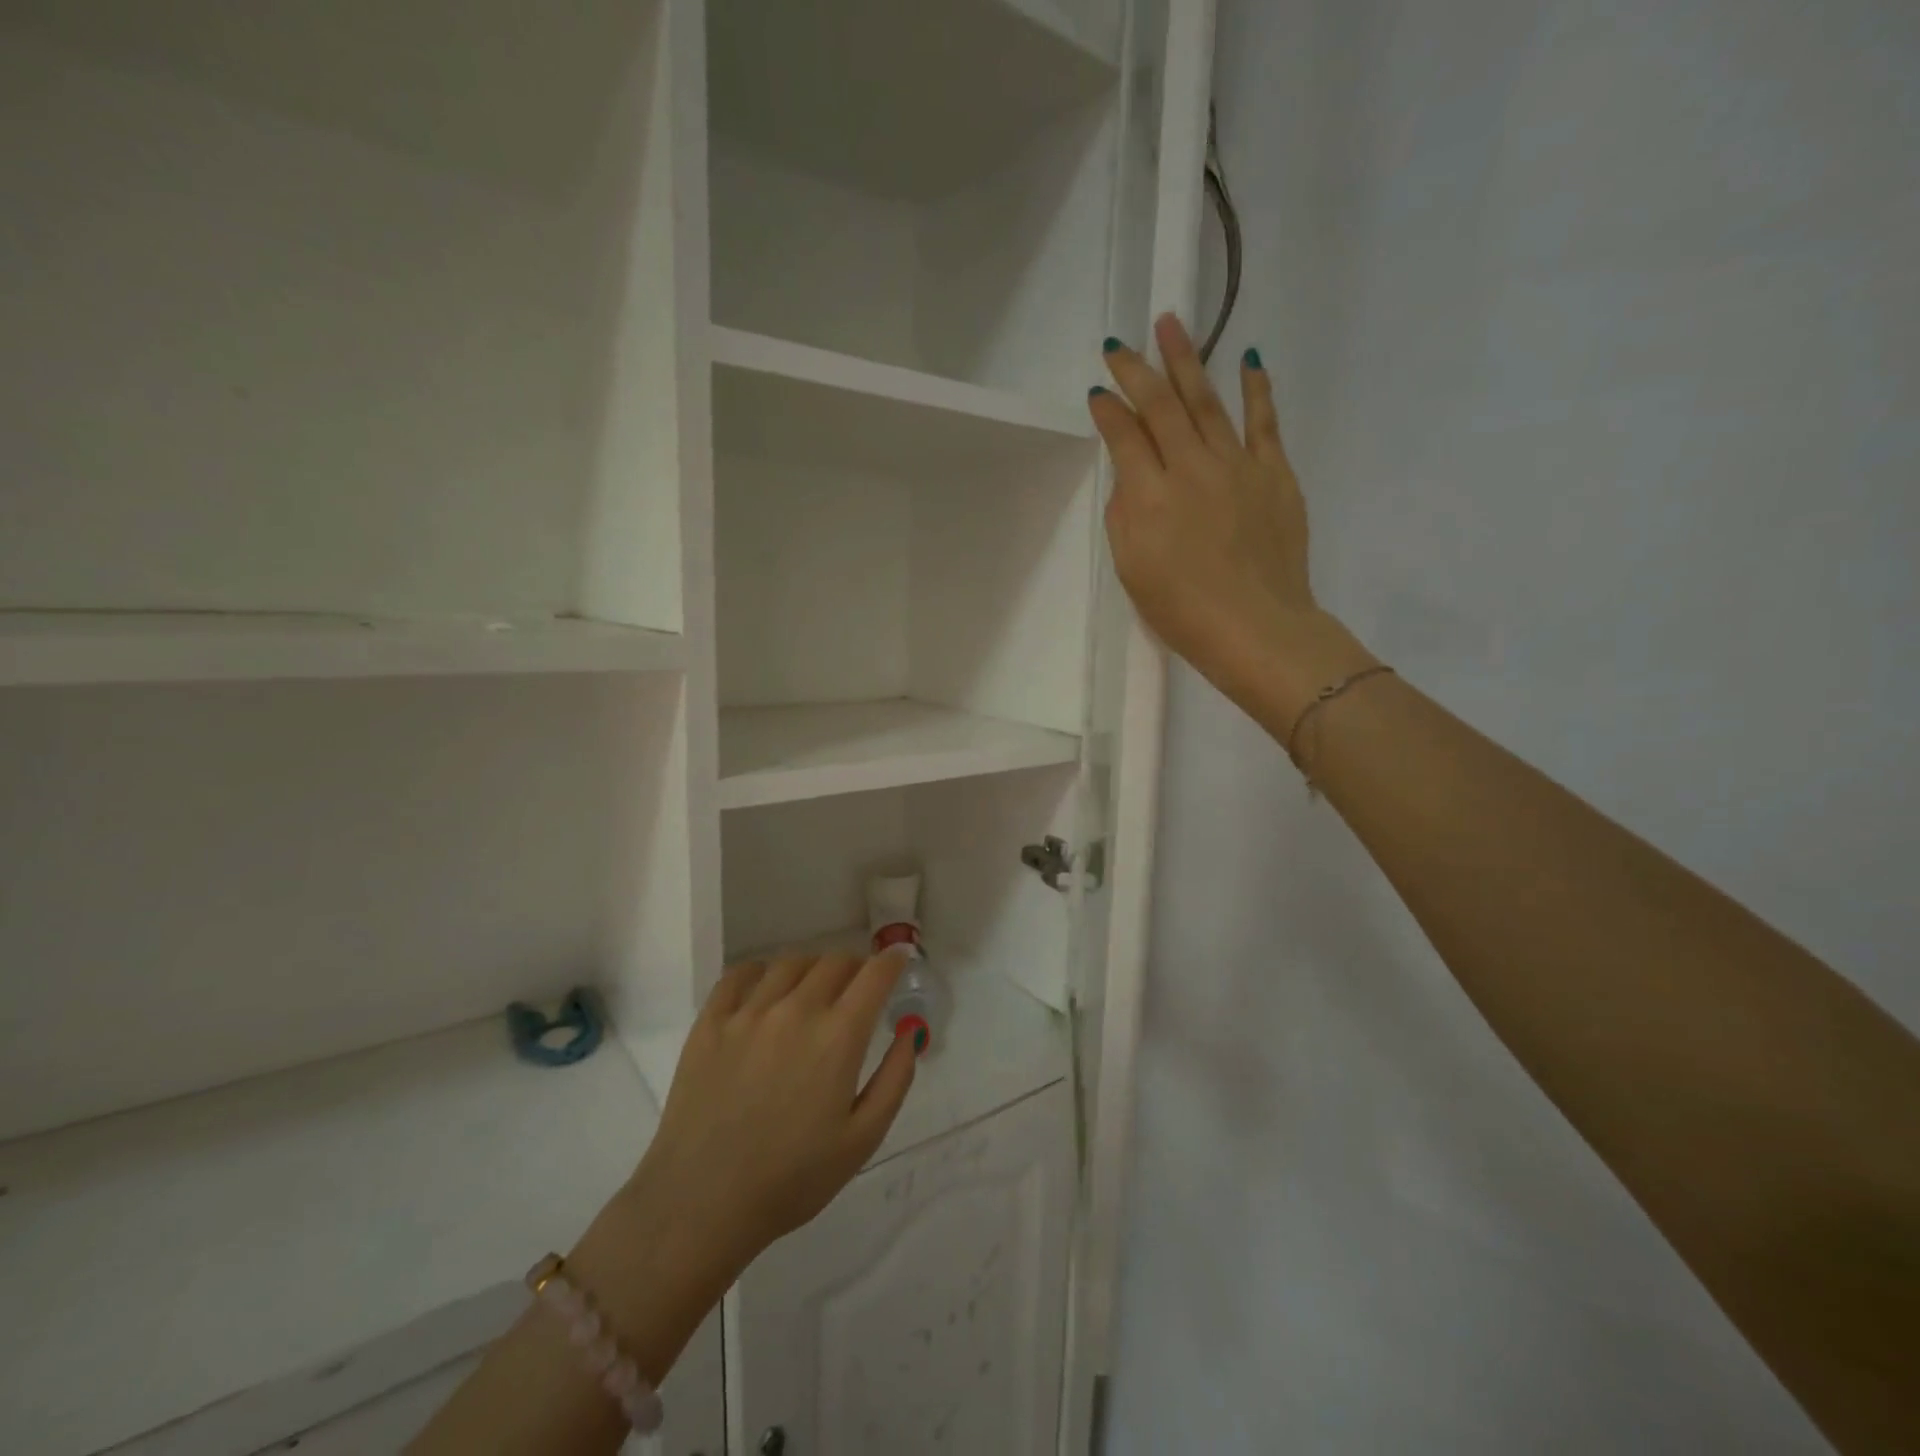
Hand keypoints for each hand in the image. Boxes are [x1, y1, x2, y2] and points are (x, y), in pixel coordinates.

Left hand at [628, 949, 917, 1282]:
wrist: (702, 1204)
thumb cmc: (792, 1179)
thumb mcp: (862, 1139)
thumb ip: (895, 1079)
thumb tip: (910, 1031)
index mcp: (837, 1037)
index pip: (873, 975)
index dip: (892, 961)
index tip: (898, 960)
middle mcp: (795, 1010)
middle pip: (834, 962)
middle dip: (855, 967)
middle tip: (858, 987)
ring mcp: (748, 1012)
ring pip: (790, 963)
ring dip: (813, 968)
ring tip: (813, 989)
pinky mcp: (710, 1022)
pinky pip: (740, 974)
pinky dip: (762, 971)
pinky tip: (766, 988)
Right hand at [1090, 314, 1375, 730]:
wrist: (1256, 628)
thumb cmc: (1183, 611)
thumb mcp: (1132, 570)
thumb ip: (1124, 516)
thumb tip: (1129, 477)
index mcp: (1149, 496)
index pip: (1124, 437)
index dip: (1108, 410)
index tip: (1097, 392)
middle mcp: (1190, 468)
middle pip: (1161, 406)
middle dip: (1137, 371)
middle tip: (1121, 344)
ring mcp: (1237, 466)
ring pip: (1207, 401)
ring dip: (1187, 361)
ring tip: (1171, 325)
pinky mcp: (1275, 473)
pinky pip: (1264, 422)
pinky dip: (1256, 388)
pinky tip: (1248, 359)